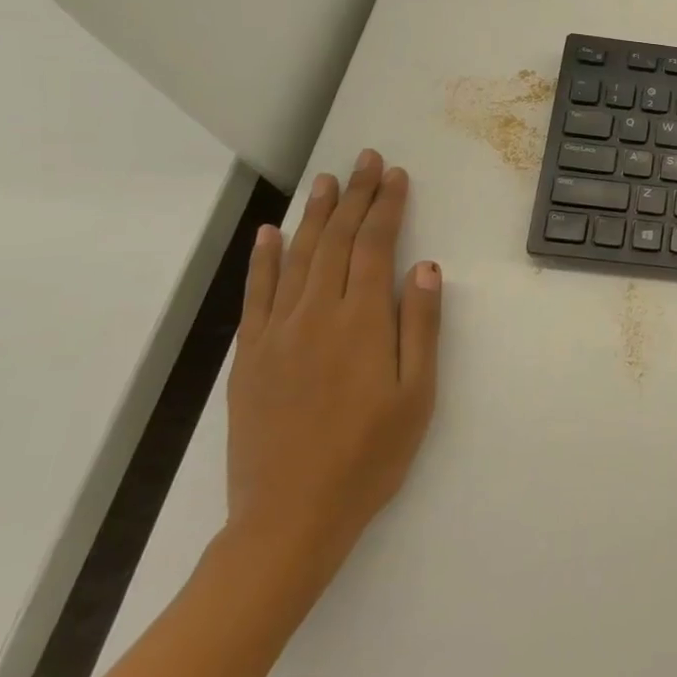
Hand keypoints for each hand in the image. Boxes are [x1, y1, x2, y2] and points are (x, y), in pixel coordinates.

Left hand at [224, 149, 441, 594]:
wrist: (291, 515)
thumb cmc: (370, 456)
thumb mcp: (417, 395)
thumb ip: (422, 327)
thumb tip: (427, 267)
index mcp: (362, 323)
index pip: (374, 247)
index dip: (387, 207)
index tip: (395, 175)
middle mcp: (316, 316)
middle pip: (336, 242)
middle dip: (354, 196)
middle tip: (364, 160)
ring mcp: (276, 333)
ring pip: (297, 258)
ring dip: (314, 215)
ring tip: (326, 181)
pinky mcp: (250, 356)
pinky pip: (257, 294)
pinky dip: (263, 259)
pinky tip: (271, 234)